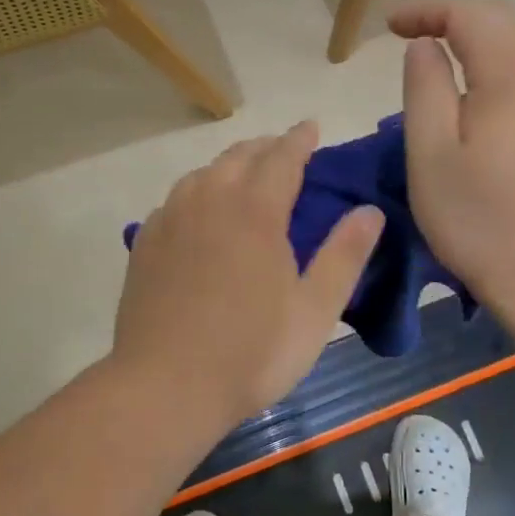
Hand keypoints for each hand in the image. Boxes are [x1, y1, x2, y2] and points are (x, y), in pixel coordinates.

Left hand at [114, 122, 383, 425]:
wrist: (164, 387)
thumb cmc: (251, 353)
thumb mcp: (315, 310)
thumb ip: (344, 255)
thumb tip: (370, 211)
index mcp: (255, 210)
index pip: (282, 156)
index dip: (300, 139)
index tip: (312, 127)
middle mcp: (209, 200)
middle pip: (239, 156)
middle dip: (266, 147)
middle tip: (284, 152)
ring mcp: (170, 219)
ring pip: (203, 173)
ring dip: (229, 166)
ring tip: (245, 178)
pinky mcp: (145, 243)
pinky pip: (176, 200)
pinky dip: (197, 192)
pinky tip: (200, 213)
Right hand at [389, 0, 514, 319]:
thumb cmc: (479, 220)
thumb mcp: (430, 155)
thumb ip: (424, 88)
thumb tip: (425, 45)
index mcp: (513, 73)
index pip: (469, 14)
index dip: (426, 10)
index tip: (390, 26)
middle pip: (507, 15)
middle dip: (459, 14)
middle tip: (417, 35)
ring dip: (492, 31)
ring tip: (455, 51)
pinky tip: (499, 82)